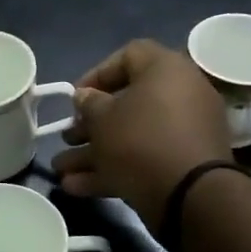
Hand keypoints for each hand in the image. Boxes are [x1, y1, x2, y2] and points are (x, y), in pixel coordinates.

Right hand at [51, 39, 231, 227]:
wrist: (190, 195)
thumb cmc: (140, 141)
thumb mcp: (102, 119)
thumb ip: (88, 104)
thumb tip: (85, 97)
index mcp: (166, 70)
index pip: (128, 56)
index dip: (96, 74)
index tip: (75, 97)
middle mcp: (180, 96)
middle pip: (127, 103)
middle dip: (90, 124)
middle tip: (67, 137)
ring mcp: (184, 133)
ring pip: (132, 136)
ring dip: (94, 152)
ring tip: (61, 171)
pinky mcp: (183, 165)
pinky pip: (144, 159)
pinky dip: (113, 170)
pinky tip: (76, 187)